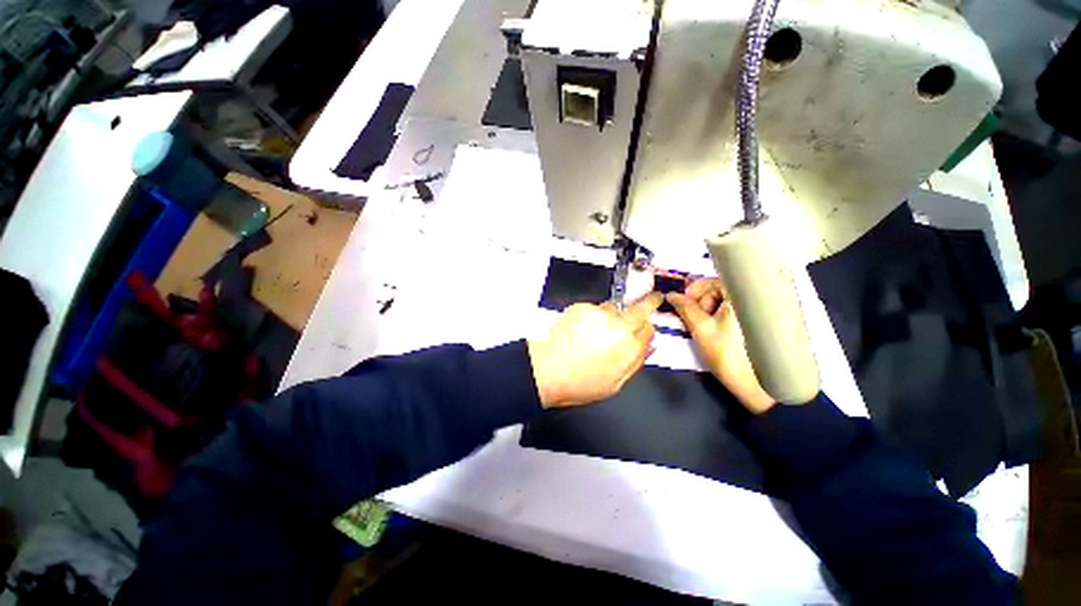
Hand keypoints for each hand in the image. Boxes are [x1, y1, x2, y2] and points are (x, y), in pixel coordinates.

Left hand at [528, 293, 662, 407]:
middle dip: (649, 303)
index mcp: (630, 348)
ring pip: (615, 308)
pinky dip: (591, 316)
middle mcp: (618, 326)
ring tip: (596, 331)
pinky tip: (581, 331)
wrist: (545, 369)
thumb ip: (635, 362)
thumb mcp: (614, 384)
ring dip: (613, 315)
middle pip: (641, 309)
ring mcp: (599, 314)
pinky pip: (594, 308)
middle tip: (654, 298)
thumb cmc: (577, 382)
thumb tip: (647, 348)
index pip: (650, 330)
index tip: (645, 328)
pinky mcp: (582, 307)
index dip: (647, 330)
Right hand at [667, 279, 775, 413]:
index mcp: (742, 296)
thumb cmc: (728, 355)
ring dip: (710, 310)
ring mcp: (760, 310)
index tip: (684, 303)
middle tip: (695, 320)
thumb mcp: (701, 330)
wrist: (760, 386)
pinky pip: (736, 310)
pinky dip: (722, 317)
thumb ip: (684, 308)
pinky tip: (718, 331)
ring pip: (727, 300)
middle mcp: (754, 298)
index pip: (714, 280)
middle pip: (720, 289)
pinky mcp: (761, 322)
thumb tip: (670, 294)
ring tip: (706, 329)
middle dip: (703, 302)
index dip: (696, 289)